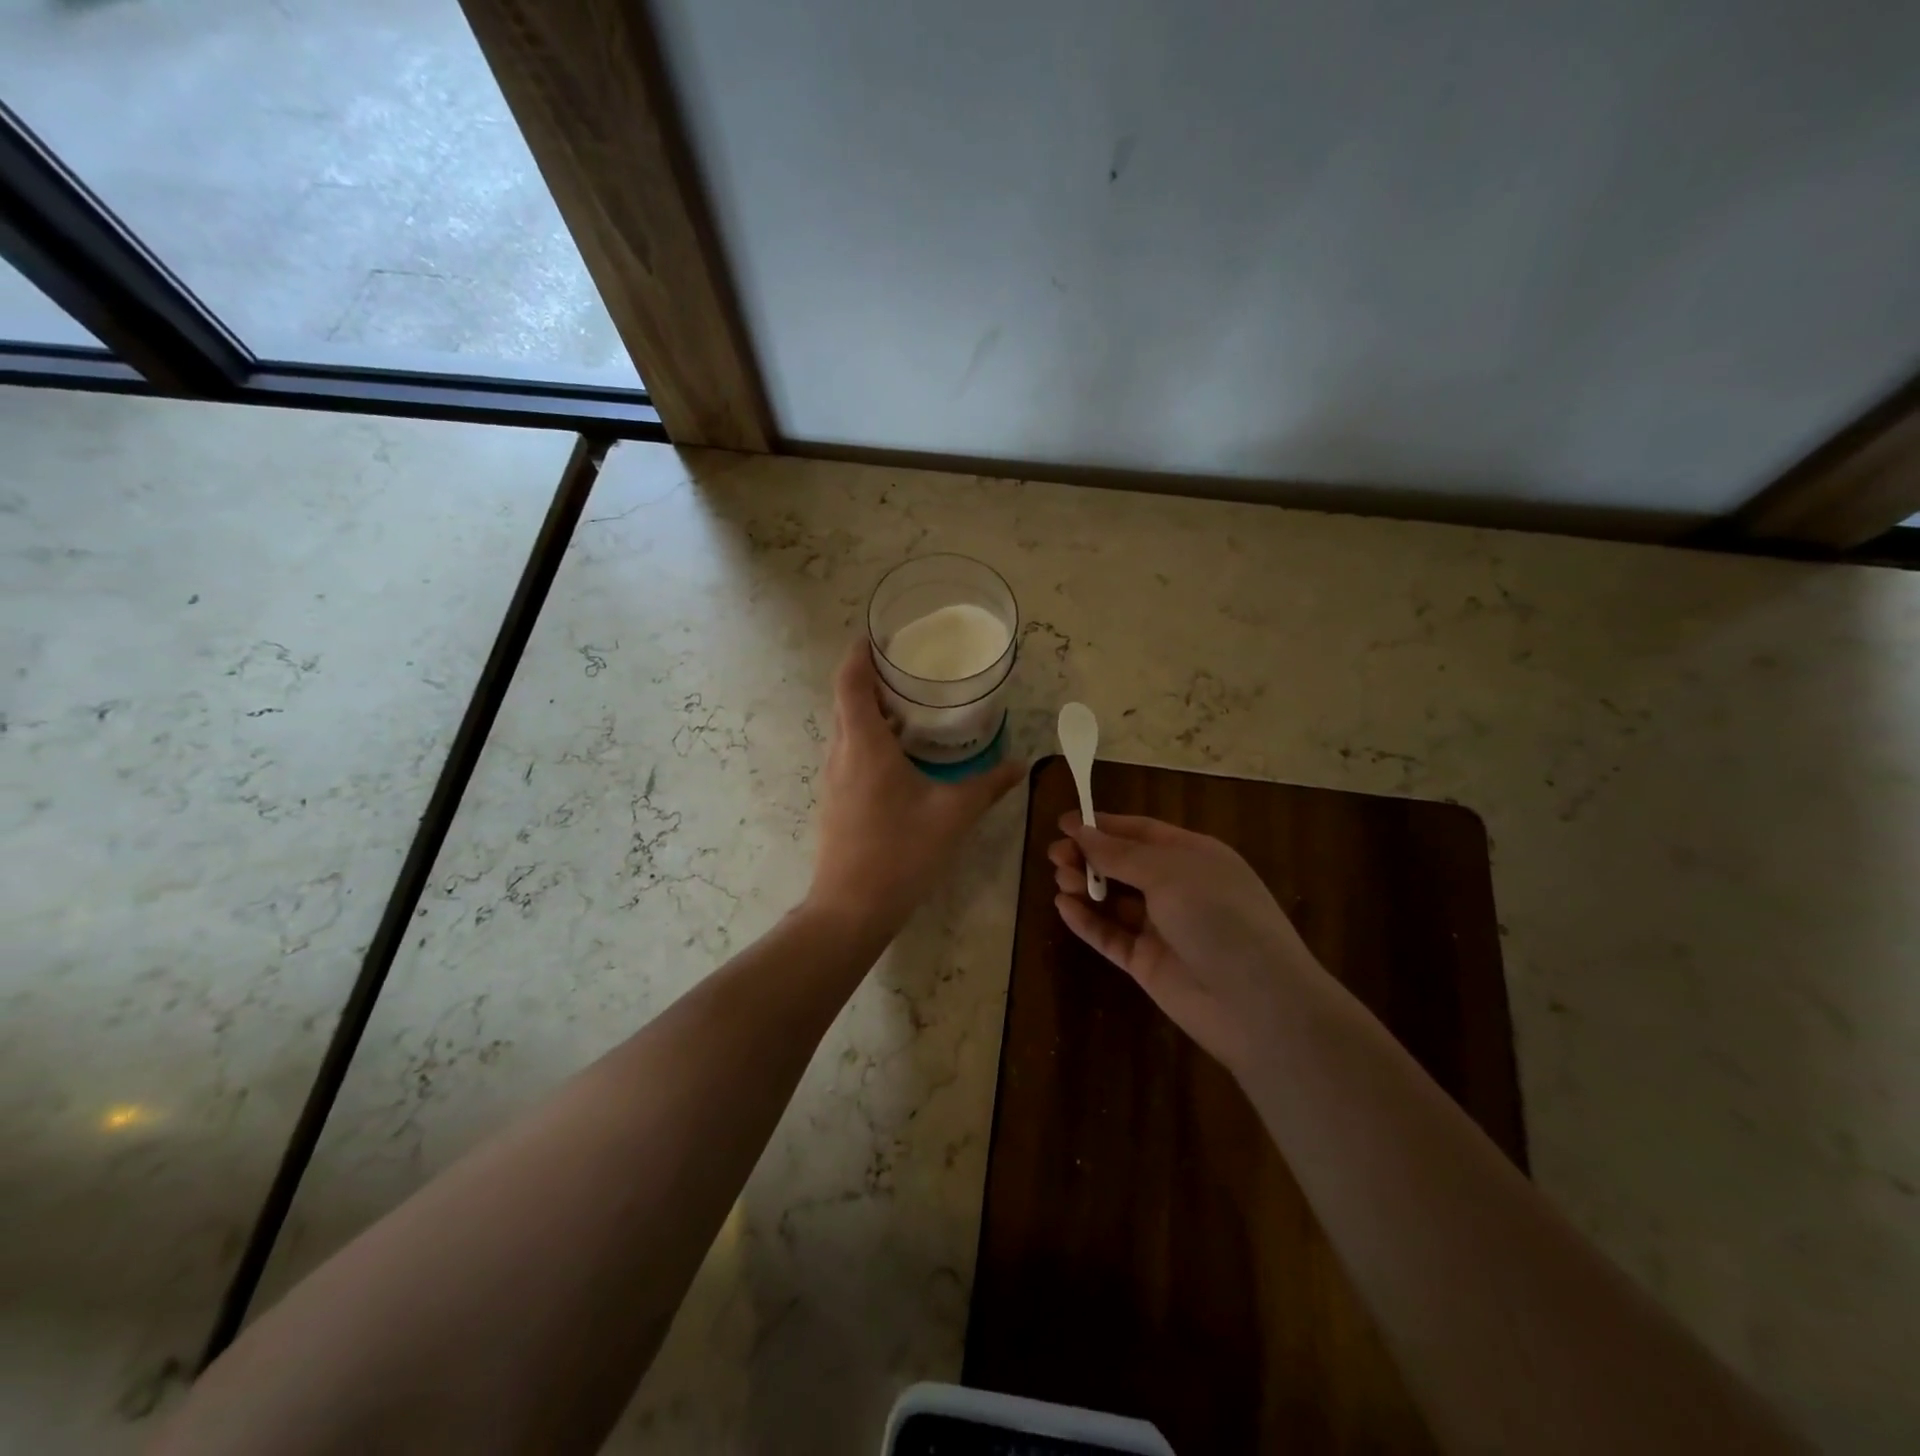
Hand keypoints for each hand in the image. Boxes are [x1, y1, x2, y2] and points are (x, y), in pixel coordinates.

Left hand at [807, 641, 1024, 937]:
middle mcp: (841, 753)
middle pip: (846, 699)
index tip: (879, 636)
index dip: (860, 652)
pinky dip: (870, 738)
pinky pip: (849, 752)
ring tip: (911, 706)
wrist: (850, 908)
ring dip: (872, 710)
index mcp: (865, 744)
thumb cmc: (901, 853)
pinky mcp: (835, 799)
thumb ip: (988, 786)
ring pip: (847, 728)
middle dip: (872, 678)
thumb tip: (1022, 765)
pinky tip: (902, 756)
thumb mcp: (953, 815)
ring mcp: (833, 778)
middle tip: (910, 669)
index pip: (850, 681)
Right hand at [1049, 812, 1331, 1078]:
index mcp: (1193, 856)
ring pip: (1114, 900)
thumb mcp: (1169, 873)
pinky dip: (1087, 921)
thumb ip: (1120, 854)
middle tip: (1055, 854)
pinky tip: (1063, 907)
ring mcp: (1162, 928)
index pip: (1141, 832)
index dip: (1103, 825)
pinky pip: (1111, 936)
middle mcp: (1178, 888)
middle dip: (1089, 855)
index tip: (1064, 822)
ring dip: (1086, 885)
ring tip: (1061, 880)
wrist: (1256, 1004)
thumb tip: (1081, 831)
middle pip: (1124, 864)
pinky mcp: (1148, 963)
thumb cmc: (1219, 917)